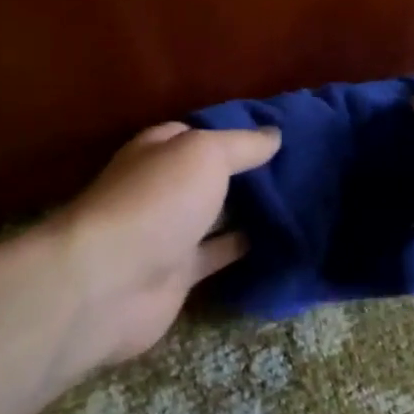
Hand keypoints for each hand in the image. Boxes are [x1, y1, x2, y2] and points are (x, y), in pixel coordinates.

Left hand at [50, 122, 281, 367]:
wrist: (110, 282)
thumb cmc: (156, 201)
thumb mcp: (204, 155)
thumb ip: (241, 144)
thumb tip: (275, 134)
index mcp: (160, 150)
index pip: (201, 132)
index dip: (238, 132)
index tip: (282, 134)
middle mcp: (163, 187)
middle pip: (211, 175)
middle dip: (249, 172)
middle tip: (302, 168)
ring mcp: (169, 231)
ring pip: (217, 215)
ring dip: (249, 210)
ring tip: (300, 201)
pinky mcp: (179, 273)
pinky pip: (218, 254)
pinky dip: (243, 248)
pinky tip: (281, 240)